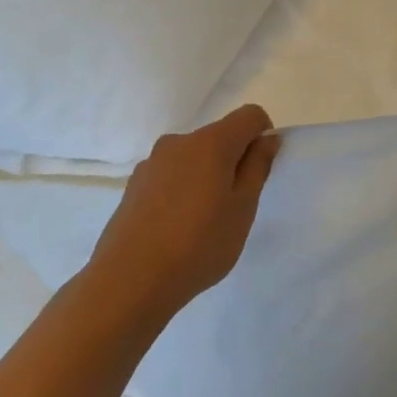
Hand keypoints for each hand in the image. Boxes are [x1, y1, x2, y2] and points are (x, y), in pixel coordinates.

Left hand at [87, 105, 280, 321]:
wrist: (130, 280)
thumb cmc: (199, 243)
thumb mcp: (243, 208)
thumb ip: (257, 167)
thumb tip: (266, 138)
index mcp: (211, 142)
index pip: (249, 116)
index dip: (263, 135)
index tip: (260, 172)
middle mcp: (179, 142)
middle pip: (219, 137)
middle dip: (234, 161)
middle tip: (235, 206)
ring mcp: (152, 163)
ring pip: (193, 158)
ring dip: (206, 177)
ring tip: (203, 222)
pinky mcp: (134, 186)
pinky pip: (171, 176)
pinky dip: (182, 191)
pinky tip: (176, 229)